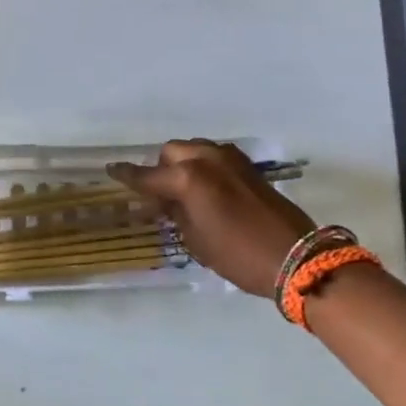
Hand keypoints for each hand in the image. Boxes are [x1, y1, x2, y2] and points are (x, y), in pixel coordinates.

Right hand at [108, 140, 314, 298]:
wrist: (294, 256)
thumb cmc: (237, 255)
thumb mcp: (196, 240)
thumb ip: (175, 214)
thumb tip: (165, 201)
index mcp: (187, 179)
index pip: (147, 175)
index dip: (127, 175)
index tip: (111, 170)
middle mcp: (206, 160)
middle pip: (171, 152)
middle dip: (160, 169)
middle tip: (159, 195)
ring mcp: (229, 159)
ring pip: (193, 149)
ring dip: (183, 164)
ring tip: (183, 191)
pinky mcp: (247, 165)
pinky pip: (214, 156)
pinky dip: (203, 166)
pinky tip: (205, 188)